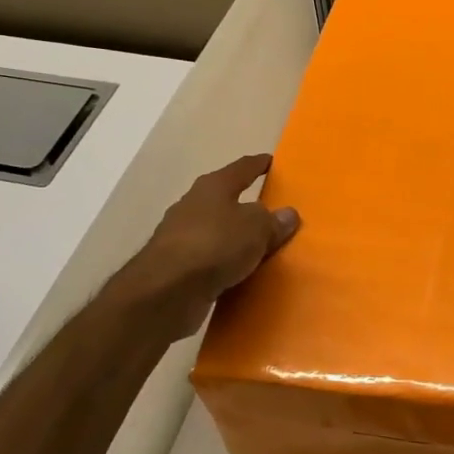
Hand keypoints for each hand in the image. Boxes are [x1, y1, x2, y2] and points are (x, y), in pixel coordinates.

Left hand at [98, 154, 300, 329]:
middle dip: (246, 204)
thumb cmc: (215, 245)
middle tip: (271, 210)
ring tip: (259, 245)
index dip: (259, 164)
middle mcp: (193, 205)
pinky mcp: (176, 266)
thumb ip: (274, 221)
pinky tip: (240, 271)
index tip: (272, 161)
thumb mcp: (257, 228)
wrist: (166, 292)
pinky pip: (210, 258)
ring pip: (217, 230)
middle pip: (225, 199)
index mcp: (213, 186)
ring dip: (234, 236)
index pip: (242, 168)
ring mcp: (181, 236)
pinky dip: (225, 262)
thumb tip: (287, 214)